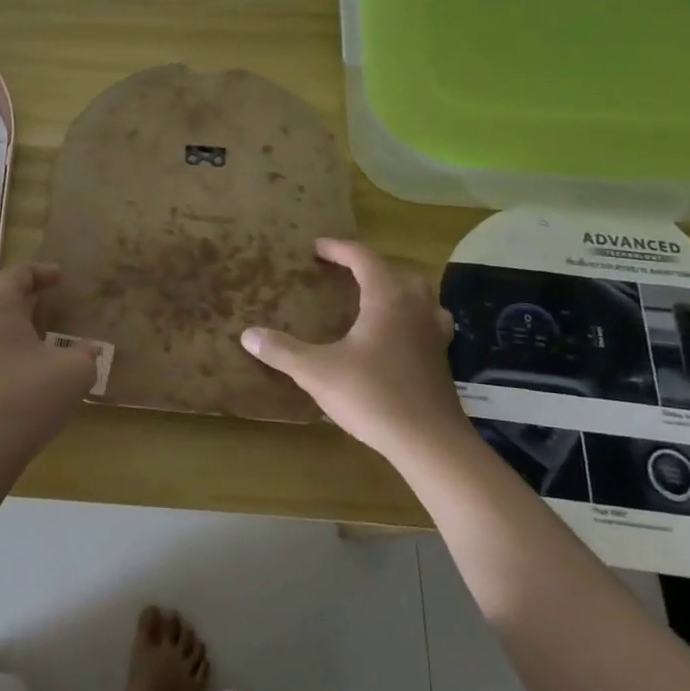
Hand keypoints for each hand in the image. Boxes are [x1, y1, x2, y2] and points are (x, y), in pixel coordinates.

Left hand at [0, 263, 100, 473]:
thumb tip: (87, 348)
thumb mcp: (74, 372)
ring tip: (29, 330)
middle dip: (13, 288)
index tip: (60, 278)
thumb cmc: (27, 398)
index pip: (18, 273)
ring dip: (2, 314)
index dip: (42, 272)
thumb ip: (85, 353)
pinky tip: (14, 359)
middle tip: (38, 298)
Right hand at [239, 238, 468, 461]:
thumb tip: (248, 334)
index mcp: (387, 298)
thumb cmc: (373, 396)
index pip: (363, 258)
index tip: (317, 247)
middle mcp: (415, 307)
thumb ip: (282, 351)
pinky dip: (410, 316)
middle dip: (368, 266)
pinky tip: (398, 334)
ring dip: (394, 288)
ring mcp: (433, 333)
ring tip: (372, 296)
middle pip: (395, 271)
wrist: (430, 443)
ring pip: (418, 295)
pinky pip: (426, 321)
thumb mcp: (317, 372)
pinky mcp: (441, 358)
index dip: (339, 249)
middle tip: (342, 271)